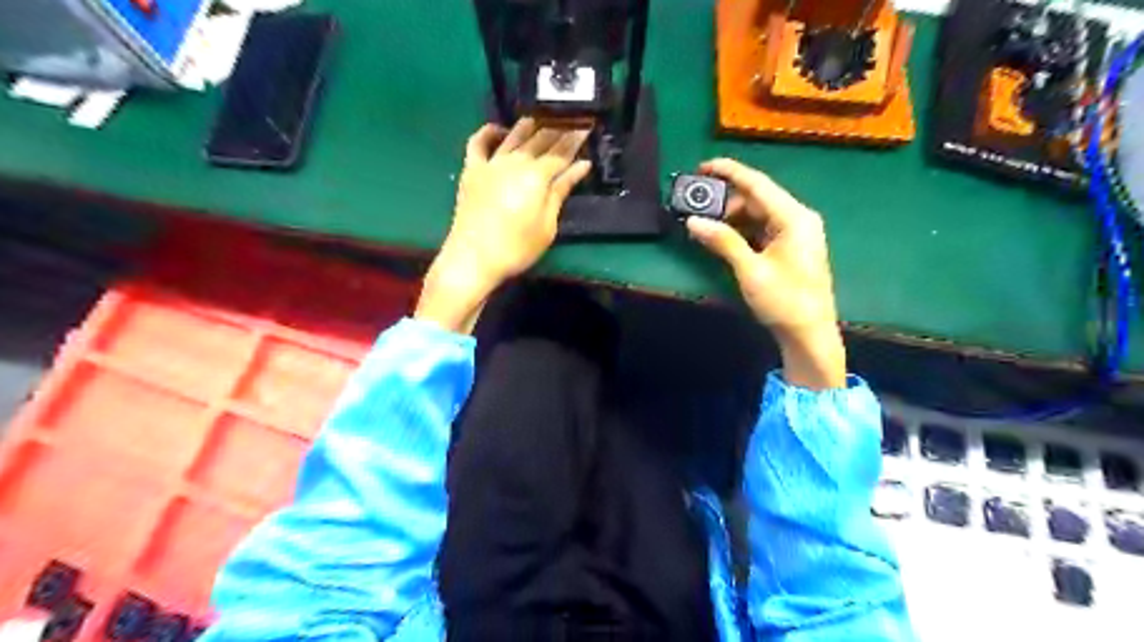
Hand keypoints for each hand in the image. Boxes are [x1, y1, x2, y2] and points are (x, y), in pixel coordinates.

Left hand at [414, 116, 588, 332]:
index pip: (562, 152)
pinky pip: (478, 142)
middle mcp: (516, 162)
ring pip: (513, 136)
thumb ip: (561, 191)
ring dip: (529, 126)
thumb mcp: (547, 225)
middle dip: (558, 129)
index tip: (587, 126)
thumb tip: (581, 165)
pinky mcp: (472, 170)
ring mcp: (491, 163)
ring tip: (542, 118)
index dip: (576, 139)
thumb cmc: (517, 247)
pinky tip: (499, 129)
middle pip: (540, 140)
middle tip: (570, 120)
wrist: (474, 258)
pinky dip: (489, 132)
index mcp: (538, 176)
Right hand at [683, 157, 843, 390]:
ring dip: (732, 219)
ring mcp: (796, 234)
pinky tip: (723, 239)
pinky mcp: (790, 248)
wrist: (809, 334)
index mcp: (794, 217)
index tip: (702, 166)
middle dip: (726, 202)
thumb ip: (722, 241)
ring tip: (705, 227)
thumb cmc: (784, 300)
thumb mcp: (750, 270)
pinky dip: (742, 231)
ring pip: (758, 214)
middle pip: (757, 199)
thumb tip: (693, 221)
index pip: (757, 184)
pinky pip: (762, 229)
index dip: (729, 172)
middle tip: (697, 211)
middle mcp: (798, 218)